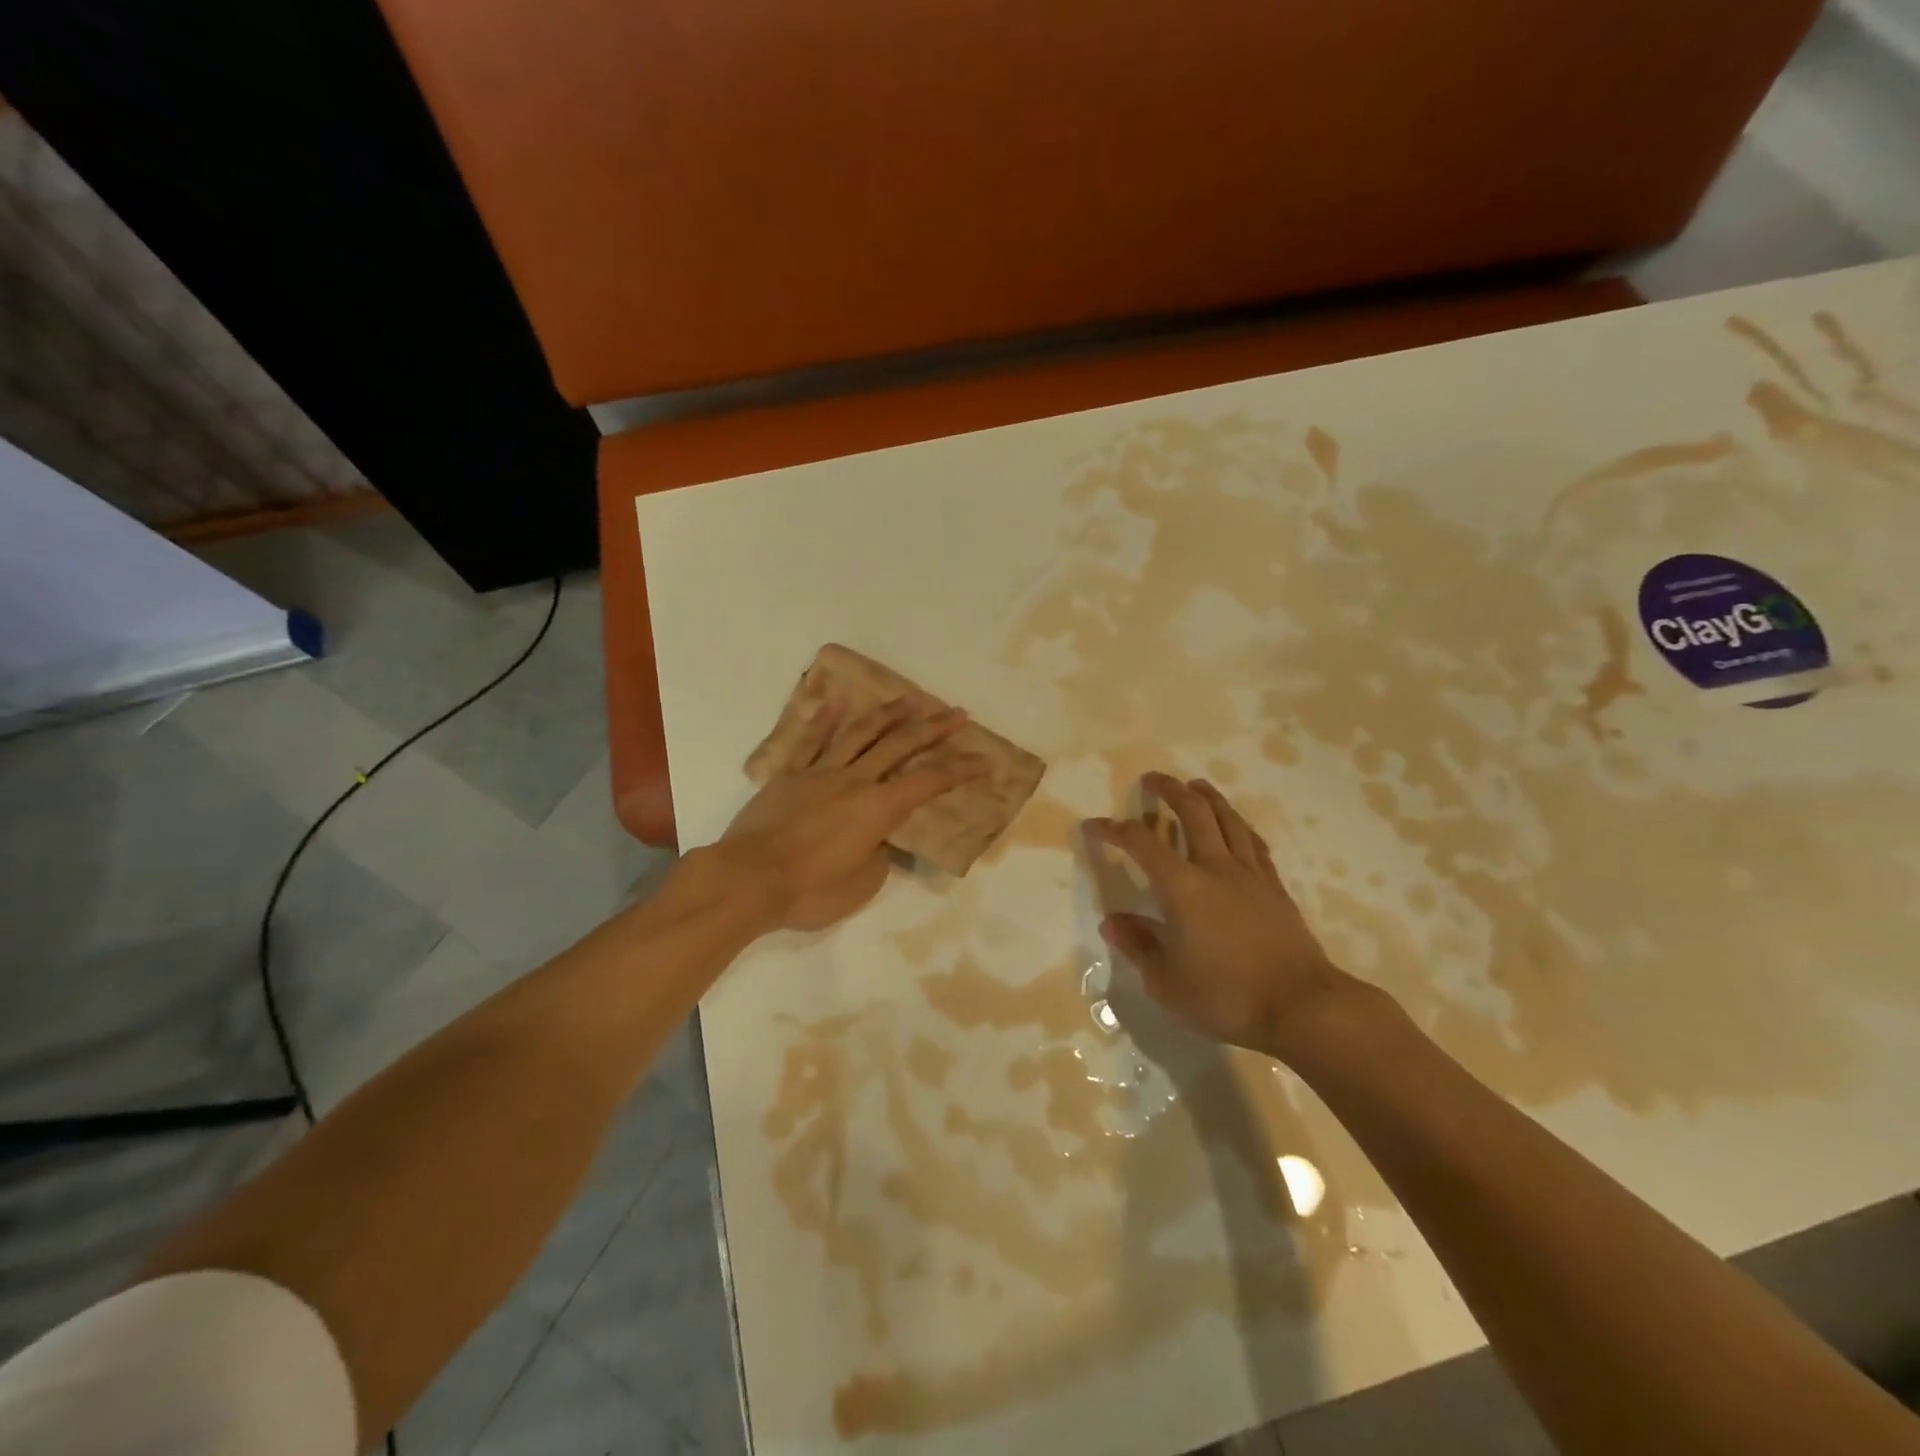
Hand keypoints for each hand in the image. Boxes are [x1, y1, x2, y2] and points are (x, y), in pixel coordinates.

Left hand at [718, 695, 985, 931]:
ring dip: (888, 714)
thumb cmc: (810, 891)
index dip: (960, 769)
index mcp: (879, 809)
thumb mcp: (862, 884)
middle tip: (957, 713)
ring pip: (859, 735)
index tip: (985, 759)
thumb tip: (877, 841)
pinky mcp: (788, 777)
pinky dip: (824, 721)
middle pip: (900, 746)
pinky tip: (836, 702)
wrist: (748, 880)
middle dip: (933, 729)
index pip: (930, 782)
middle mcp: (855, 781)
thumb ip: (878, 856)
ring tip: (910, 698)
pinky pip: (809, 742)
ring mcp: (820, 774)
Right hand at [1086, 773, 1356, 1057]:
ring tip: (1194, 785)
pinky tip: (1236, 824)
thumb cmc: (1226, 998)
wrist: (1301, 1007)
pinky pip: (1254, 843)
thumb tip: (1112, 922)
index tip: (1094, 825)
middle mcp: (1215, 868)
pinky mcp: (1274, 888)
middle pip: (1193, 813)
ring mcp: (1250, 875)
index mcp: (1182, 888)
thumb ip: (1138, 946)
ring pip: (1228, 819)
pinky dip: (1238, 825)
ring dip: (1208, 797)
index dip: (1114, 830)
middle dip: (1169, 790)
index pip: (1141, 843)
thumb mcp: (1166, 983)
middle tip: (1151, 779)